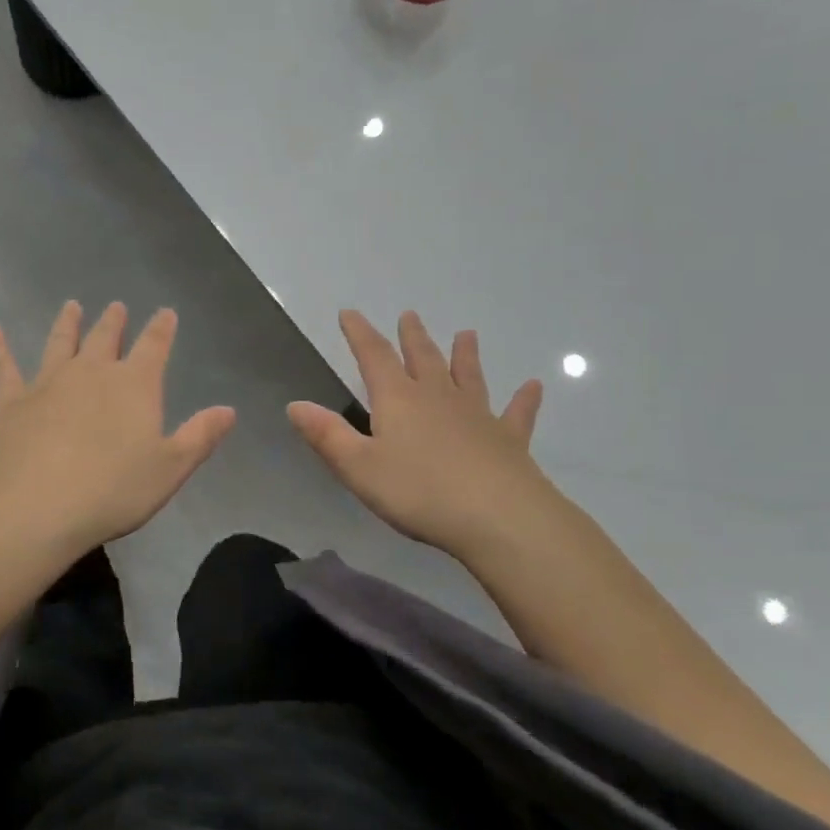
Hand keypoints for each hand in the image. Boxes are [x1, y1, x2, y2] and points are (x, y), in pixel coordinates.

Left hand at [0, 301, 235, 565]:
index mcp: (134, 385)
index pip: (154, 346)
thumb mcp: (170, 468)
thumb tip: (229, 409)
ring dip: (68, 324)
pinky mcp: (11, 401)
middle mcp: (92, 373)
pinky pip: (4, 367)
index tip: (166, 312)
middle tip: (116, 306)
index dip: (162, 329)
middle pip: (105, 338)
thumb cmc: (112, 490)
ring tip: (71, 306)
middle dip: (114, 322)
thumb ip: (200, 436)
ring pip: (61, 343)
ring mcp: (48, 383)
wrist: (36, 506)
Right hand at [288, 310, 551, 560]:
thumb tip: (295, 405)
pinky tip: (533, 386)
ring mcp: (477, 415)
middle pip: (423, 358)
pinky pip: (516, 413)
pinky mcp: (508, 440)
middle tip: (410, 316)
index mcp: (398, 400)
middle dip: (411, 337)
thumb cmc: (418, 492)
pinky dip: (524, 399)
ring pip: (468, 377)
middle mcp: (437, 397)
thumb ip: (327, 435)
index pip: (374, 356)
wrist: (498, 517)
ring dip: (465, 355)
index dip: (359, 334)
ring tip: (467, 334)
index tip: (350, 313)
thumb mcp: (358, 467)